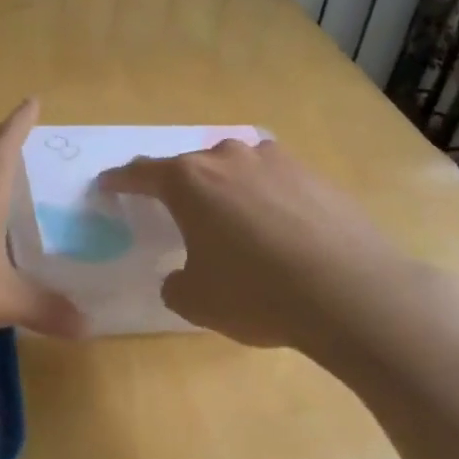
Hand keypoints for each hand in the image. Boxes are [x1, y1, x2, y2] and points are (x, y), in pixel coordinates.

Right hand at [99, 138, 419, 353]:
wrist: (351, 292)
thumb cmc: (257, 293)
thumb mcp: (197, 301)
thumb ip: (176, 283)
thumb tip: (180, 275)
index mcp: (190, 181)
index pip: (142, 173)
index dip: (121, 181)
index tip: (108, 185)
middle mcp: (230, 158)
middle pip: (192, 167)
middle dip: (180, 188)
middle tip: (177, 214)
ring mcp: (276, 161)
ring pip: (237, 170)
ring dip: (227, 190)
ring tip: (233, 223)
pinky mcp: (315, 175)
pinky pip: (275, 182)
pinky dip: (266, 200)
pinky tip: (279, 232)